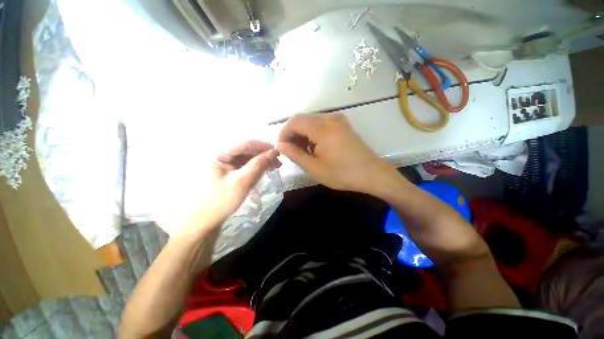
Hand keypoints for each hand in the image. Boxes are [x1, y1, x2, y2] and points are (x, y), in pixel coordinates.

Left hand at [185, 140, 280, 231]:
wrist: (205, 221)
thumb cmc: (220, 201)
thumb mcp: (241, 182)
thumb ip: (258, 165)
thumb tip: (274, 152)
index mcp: (219, 154)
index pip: (246, 144)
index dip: (263, 146)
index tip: (279, 152)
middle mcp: (222, 155)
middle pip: (247, 150)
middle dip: (264, 155)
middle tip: (278, 163)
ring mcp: (225, 164)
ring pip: (248, 157)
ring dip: (262, 161)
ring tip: (274, 167)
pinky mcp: (229, 172)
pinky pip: (245, 165)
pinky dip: (256, 167)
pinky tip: (264, 171)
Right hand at [277, 114, 391, 194]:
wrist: (371, 173)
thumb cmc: (342, 174)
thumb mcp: (314, 168)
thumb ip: (294, 154)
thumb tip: (280, 145)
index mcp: (322, 128)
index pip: (294, 122)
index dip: (283, 133)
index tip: (281, 148)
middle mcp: (329, 118)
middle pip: (302, 119)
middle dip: (293, 134)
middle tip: (292, 152)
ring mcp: (338, 119)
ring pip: (311, 121)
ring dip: (303, 134)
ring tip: (304, 152)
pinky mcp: (342, 124)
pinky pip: (321, 124)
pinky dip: (313, 133)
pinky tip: (315, 147)